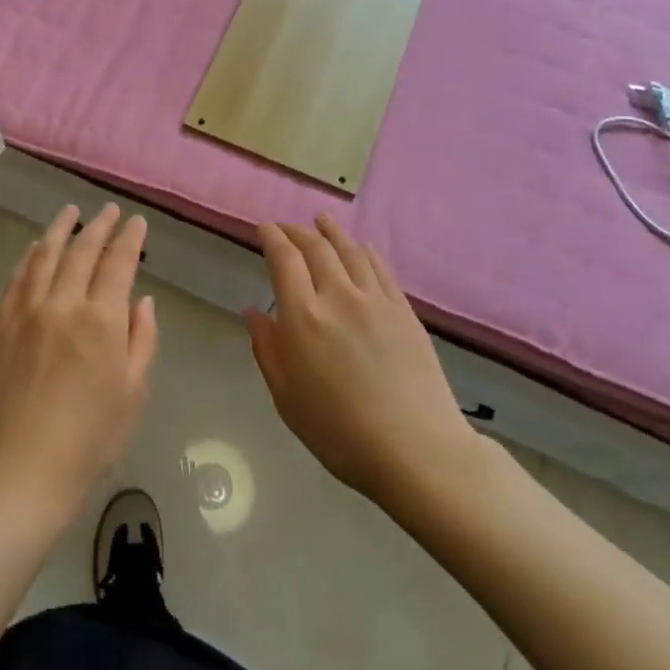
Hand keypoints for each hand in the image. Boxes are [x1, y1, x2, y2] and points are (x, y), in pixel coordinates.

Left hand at [0, 204, 157, 526]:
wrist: (23, 469)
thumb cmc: (91, 438)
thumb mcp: (134, 391)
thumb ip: (142, 338)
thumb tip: (142, 300)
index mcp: (101, 319)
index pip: (118, 263)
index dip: (130, 238)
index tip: (136, 222)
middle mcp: (63, 304)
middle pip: (82, 251)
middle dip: (99, 226)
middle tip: (108, 211)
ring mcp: (26, 311)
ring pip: (45, 255)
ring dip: (60, 230)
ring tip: (71, 212)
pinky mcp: (1, 325)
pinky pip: (17, 278)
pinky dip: (30, 257)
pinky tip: (36, 248)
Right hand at [246, 215, 476, 508]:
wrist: (416, 449)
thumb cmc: (340, 432)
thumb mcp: (287, 398)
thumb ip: (268, 349)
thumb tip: (253, 312)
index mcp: (303, 316)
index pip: (283, 259)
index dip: (272, 237)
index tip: (264, 228)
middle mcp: (338, 296)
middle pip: (315, 247)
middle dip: (296, 232)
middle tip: (286, 227)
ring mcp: (375, 299)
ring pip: (349, 250)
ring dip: (331, 231)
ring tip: (321, 220)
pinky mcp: (403, 310)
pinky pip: (380, 268)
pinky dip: (365, 251)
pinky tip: (361, 248)